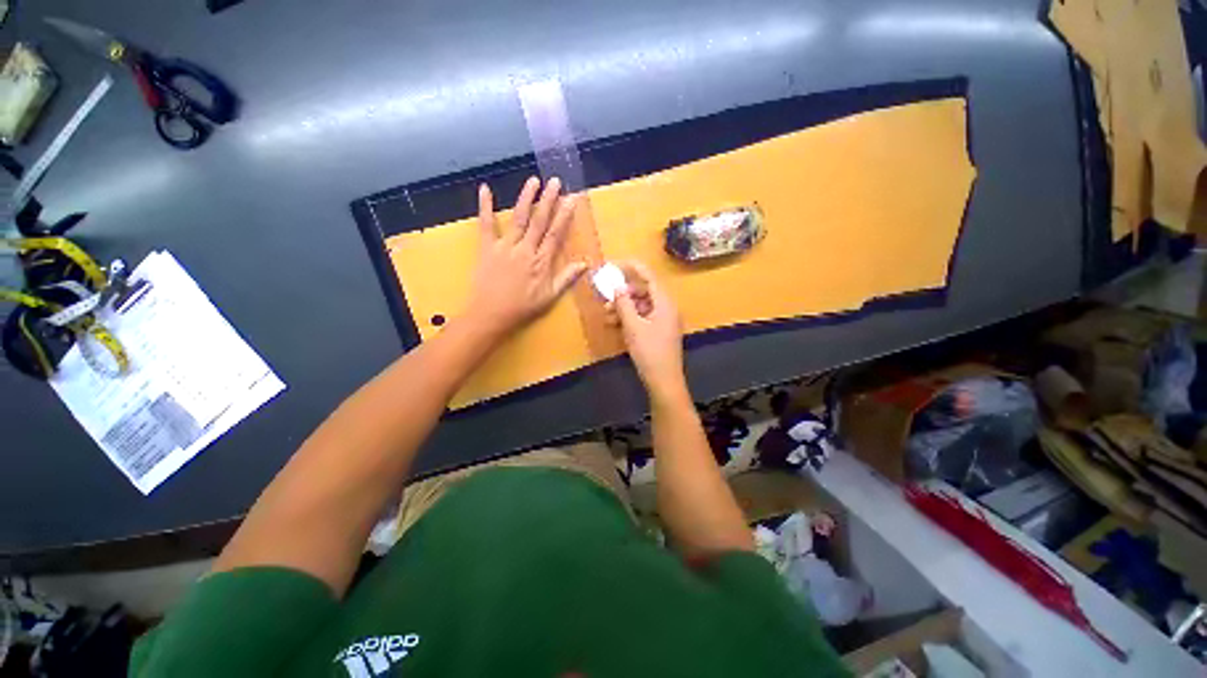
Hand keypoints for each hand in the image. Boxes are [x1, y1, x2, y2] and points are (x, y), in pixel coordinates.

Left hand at [465, 176, 586, 336]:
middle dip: (548, 200)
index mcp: (541, 262)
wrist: (491, 314)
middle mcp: (525, 249)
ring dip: (526, 198)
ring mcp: (505, 246)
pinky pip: (486, 225)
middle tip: (555, 181)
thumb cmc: (522, 307)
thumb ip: (566, 278)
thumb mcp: (549, 297)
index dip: (564, 215)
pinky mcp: (487, 248)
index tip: (572, 198)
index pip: (555, 234)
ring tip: (533, 181)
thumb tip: (584, 264)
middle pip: (539, 221)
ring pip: (517, 218)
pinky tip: (485, 189)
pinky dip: (485, 206)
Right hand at [606, 261, 686, 397]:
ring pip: (642, 305)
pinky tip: (616, 324)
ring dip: (624, 307)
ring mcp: (665, 320)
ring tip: (607, 315)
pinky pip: (644, 317)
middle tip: (606, 297)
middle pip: (644, 291)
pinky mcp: (660, 331)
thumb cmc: (649, 352)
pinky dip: (630, 318)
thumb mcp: (633, 327)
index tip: (616, 264)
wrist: (664, 381)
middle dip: (624, 293)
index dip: (633, 268)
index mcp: (665, 303)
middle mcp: (667, 308)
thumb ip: (624, 304)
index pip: (649, 277)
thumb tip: (617, 287)